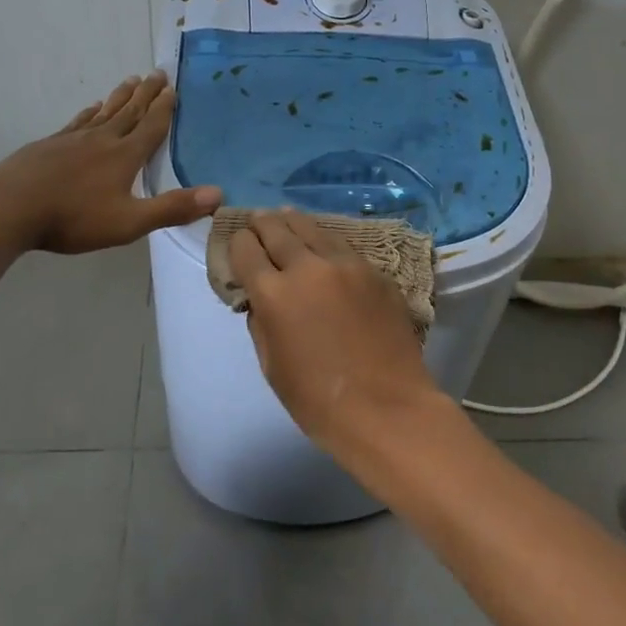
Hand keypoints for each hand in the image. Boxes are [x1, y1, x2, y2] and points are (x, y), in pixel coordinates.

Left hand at [0, 72, 221, 253]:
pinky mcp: (50, 145)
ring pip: (105, 112)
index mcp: (125, 156)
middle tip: (158, 72)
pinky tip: (92, 108)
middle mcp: (103, 139)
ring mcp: (73, 139)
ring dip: (121, 97)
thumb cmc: (73, 217)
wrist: (9, 206)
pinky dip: (90, 112)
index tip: (173, 87)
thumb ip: (172, 208)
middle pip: (130, 111)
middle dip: (147, 94)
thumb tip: (218, 194)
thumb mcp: (129, 222)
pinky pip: (78, 122)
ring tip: (131, 80)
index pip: (151, 127)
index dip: (165, 108)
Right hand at [228, 209, 438, 451]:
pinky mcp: (375, 272)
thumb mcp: (271, 365)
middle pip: (278, 230)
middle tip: (257, 219)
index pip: (246, 250)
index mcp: (275, 294)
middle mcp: (308, 268)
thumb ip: (261, 322)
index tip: (238, 244)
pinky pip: (343, 246)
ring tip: (286, 216)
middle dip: (262, 223)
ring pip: (313, 229)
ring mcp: (346, 265)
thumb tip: (260, 299)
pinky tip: (323, 243)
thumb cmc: (318, 401)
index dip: (238, 244)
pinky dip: (325, 241)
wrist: (387, 409)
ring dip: (294, 222)